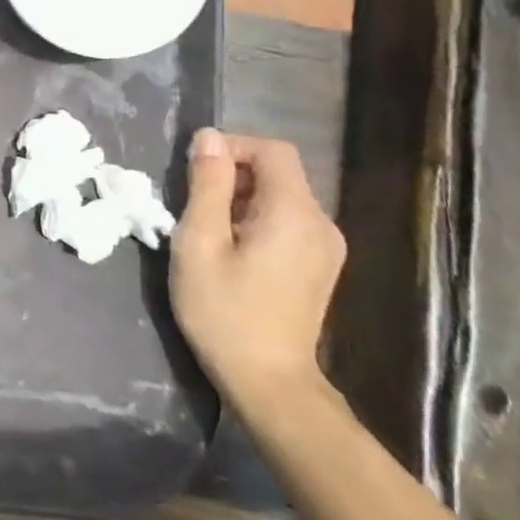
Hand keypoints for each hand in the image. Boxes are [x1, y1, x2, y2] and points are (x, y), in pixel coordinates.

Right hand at [170, 128, 344, 402]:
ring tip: (207, 229)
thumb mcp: (200, 242)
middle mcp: (321, 223)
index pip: (273, 150)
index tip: (195, 170)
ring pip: (281, 197)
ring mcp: (326, 247)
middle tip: (193, 204)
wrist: (268, 381)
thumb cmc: (224, 310)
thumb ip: (207, 185)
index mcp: (294, 213)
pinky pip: (288, 221)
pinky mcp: (320, 266)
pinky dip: (256, 219)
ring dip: (241, 198)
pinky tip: (231, 250)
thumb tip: (209, 138)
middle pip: (279, 172)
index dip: (233, 146)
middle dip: (233, 174)